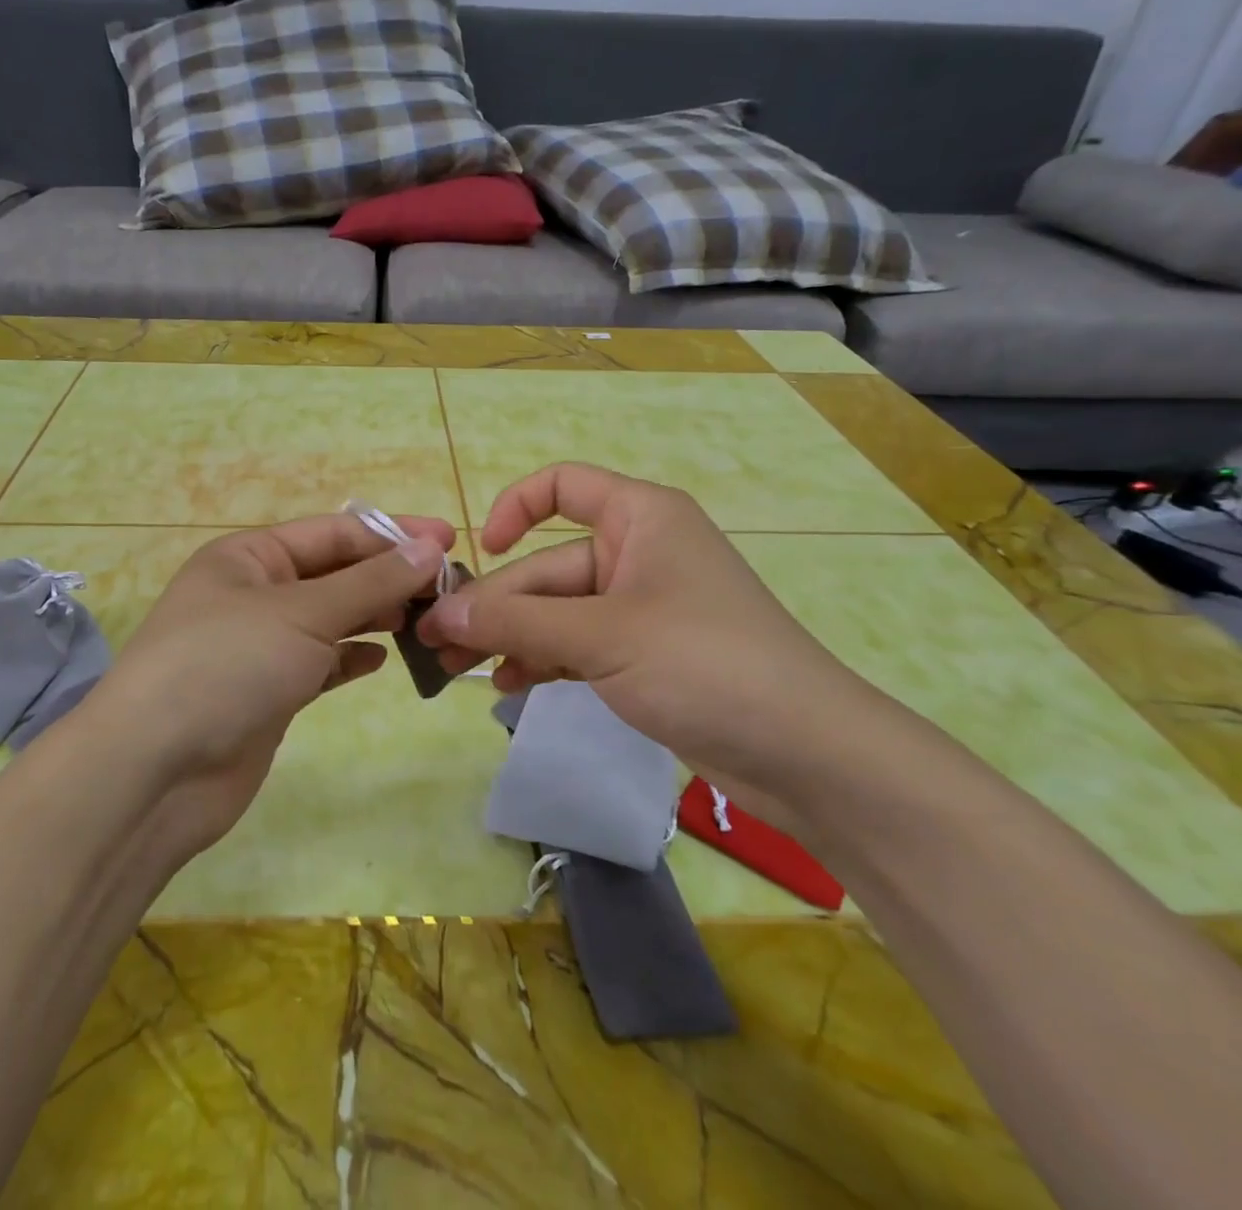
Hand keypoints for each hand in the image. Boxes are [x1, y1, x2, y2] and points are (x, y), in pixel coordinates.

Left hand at [86, 512, 452, 859]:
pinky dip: (351, 657)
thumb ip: (370, 581)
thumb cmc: (226, 665)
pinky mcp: (270, 692)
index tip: (450, 541)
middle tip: (450, 588)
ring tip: (427, 620)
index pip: (333, 532)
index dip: (392, 534)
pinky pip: (321, 662)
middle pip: (335, 574)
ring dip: (376, 616)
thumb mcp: (302, 613)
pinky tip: (384, 659)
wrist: (156, 772)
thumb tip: (430, 547)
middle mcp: (254, 593)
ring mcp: (261, 645)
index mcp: (249, 556)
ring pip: (332, 619)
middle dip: (389, 577)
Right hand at [417, 463, 913, 826]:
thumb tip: (442, 609)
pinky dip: (542, 660)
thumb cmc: (704, 664)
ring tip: (458, 670)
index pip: (563, 485)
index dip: (514, 508)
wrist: (805, 755)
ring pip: (556, 610)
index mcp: (640, 518)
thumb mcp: (601, 635)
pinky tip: (507, 686)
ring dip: (509, 636)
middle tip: (436, 642)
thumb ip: (517, 620)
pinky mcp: (641, 655)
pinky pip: (576, 645)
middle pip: (548, 565)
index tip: (480, 551)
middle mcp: (637, 552)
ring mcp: (639, 607)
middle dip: (495, 603)